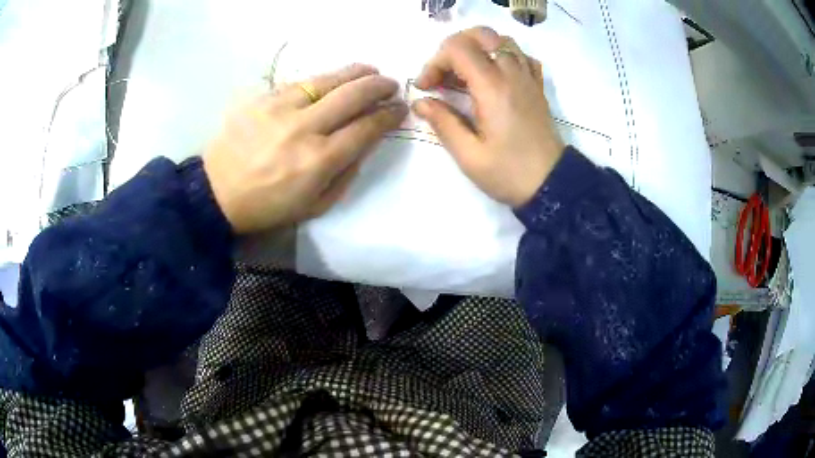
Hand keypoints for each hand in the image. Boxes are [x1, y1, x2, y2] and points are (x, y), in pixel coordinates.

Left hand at [203, 64, 407, 233]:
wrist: (216, 194)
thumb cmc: (267, 207)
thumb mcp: (314, 207)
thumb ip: (345, 174)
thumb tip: (364, 143)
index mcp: (318, 161)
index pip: (365, 128)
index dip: (388, 115)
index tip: (399, 108)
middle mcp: (303, 129)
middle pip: (352, 96)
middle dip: (378, 86)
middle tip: (390, 84)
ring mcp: (279, 109)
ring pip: (326, 80)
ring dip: (354, 72)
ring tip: (368, 69)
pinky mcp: (261, 99)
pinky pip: (298, 83)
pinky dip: (320, 80)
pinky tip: (329, 81)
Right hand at [413, 27, 564, 207]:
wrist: (553, 185)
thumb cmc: (509, 174)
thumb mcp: (469, 156)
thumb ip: (443, 123)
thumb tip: (420, 102)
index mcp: (493, 89)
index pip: (458, 48)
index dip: (435, 62)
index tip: (427, 87)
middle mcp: (512, 75)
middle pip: (481, 35)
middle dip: (453, 47)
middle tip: (444, 74)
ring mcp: (528, 78)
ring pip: (502, 40)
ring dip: (478, 48)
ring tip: (465, 73)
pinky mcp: (537, 87)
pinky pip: (522, 56)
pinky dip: (503, 56)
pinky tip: (494, 74)